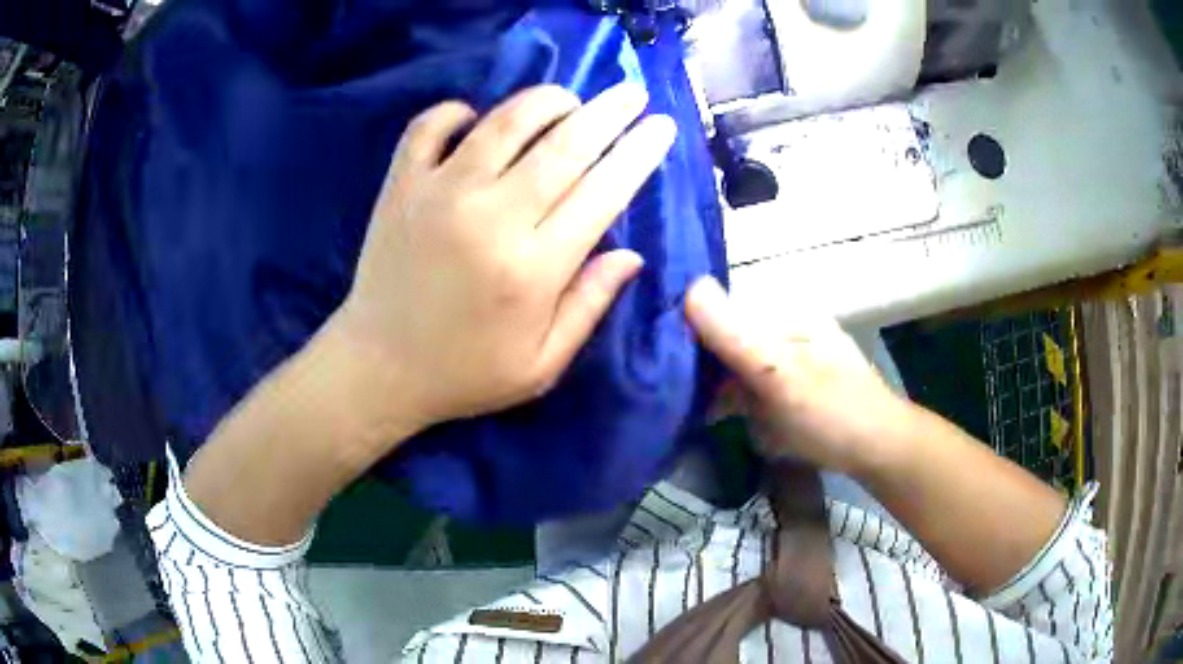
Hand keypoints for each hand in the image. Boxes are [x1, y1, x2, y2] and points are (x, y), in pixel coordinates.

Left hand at [330, 83, 675, 439]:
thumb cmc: (465, 372)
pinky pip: (430, 125)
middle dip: (609, 112)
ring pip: (505, 122)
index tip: (662, 126)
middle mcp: (491, 218)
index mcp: (534, 268)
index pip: (603, 192)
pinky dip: (456, 110)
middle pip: (564, 145)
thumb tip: (633, 255)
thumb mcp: (541, 364)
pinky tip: (475, 118)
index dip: (639, 153)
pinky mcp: (401, 185)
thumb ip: (589, 305)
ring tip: (568, 99)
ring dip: (546, 100)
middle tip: (632, 94)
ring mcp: (440, 193)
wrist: (378, 367)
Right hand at [685, 276, 913, 476]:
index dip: (691, 332)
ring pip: (740, 368)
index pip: (724, 312)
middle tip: (683, 400)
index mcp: (787, 316)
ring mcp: (792, 361)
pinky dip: (742, 406)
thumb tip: (690, 286)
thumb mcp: (779, 375)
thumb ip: (734, 336)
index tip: (663, 363)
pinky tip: (734, 422)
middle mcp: (788, 331)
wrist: (878, 451)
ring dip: (723, 391)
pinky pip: (755, 390)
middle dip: (707, 369)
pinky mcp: (794, 388)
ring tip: (705, 415)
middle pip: (730, 341)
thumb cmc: (831, 412)